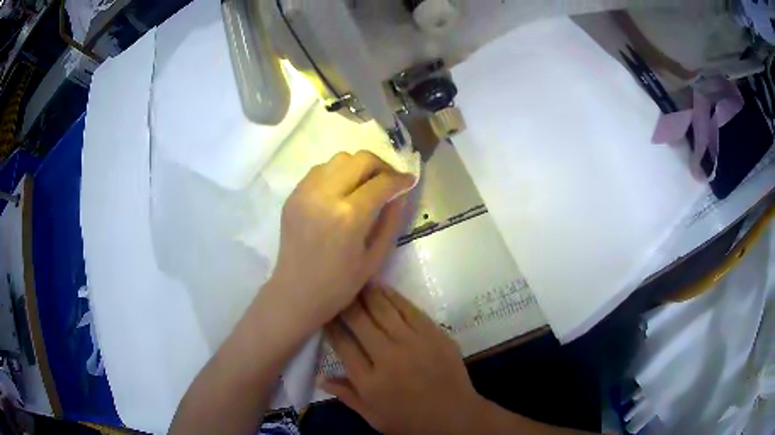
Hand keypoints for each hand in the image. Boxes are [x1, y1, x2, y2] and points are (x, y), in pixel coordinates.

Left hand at [268, 151, 413, 334]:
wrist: (296, 293)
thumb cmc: (339, 284)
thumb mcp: (375, 258)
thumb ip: (392, 220)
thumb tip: (401, 193)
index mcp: (349, 216)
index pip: (382, 182)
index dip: (400, 179)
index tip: (410, 181)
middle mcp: (325, 195)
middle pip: (360, 159)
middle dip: (381, 165)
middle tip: (389, 181)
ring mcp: (305, 192)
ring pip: (339, 159)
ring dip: (358, 167)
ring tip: (366, 184)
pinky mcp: (293, 195)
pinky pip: (320, 170)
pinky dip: (337, 173)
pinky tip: (342, 191)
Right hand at [321, 283, 485, 434]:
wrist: (455, 416)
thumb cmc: (410, 421)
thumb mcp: (373, 417)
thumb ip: (347, 396)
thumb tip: (320, 377)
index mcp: (369, 381)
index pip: (342, 344)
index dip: (331, 325)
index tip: (325, 312)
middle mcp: (388, 357)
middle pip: (360, 321)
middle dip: (346, 302)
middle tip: (338, 289)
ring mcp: (414, 343)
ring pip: (384, 310)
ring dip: (367, 293)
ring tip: (357, 281)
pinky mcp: (434, 335)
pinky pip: (410, 309)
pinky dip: (394, 296)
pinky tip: (383, 288)